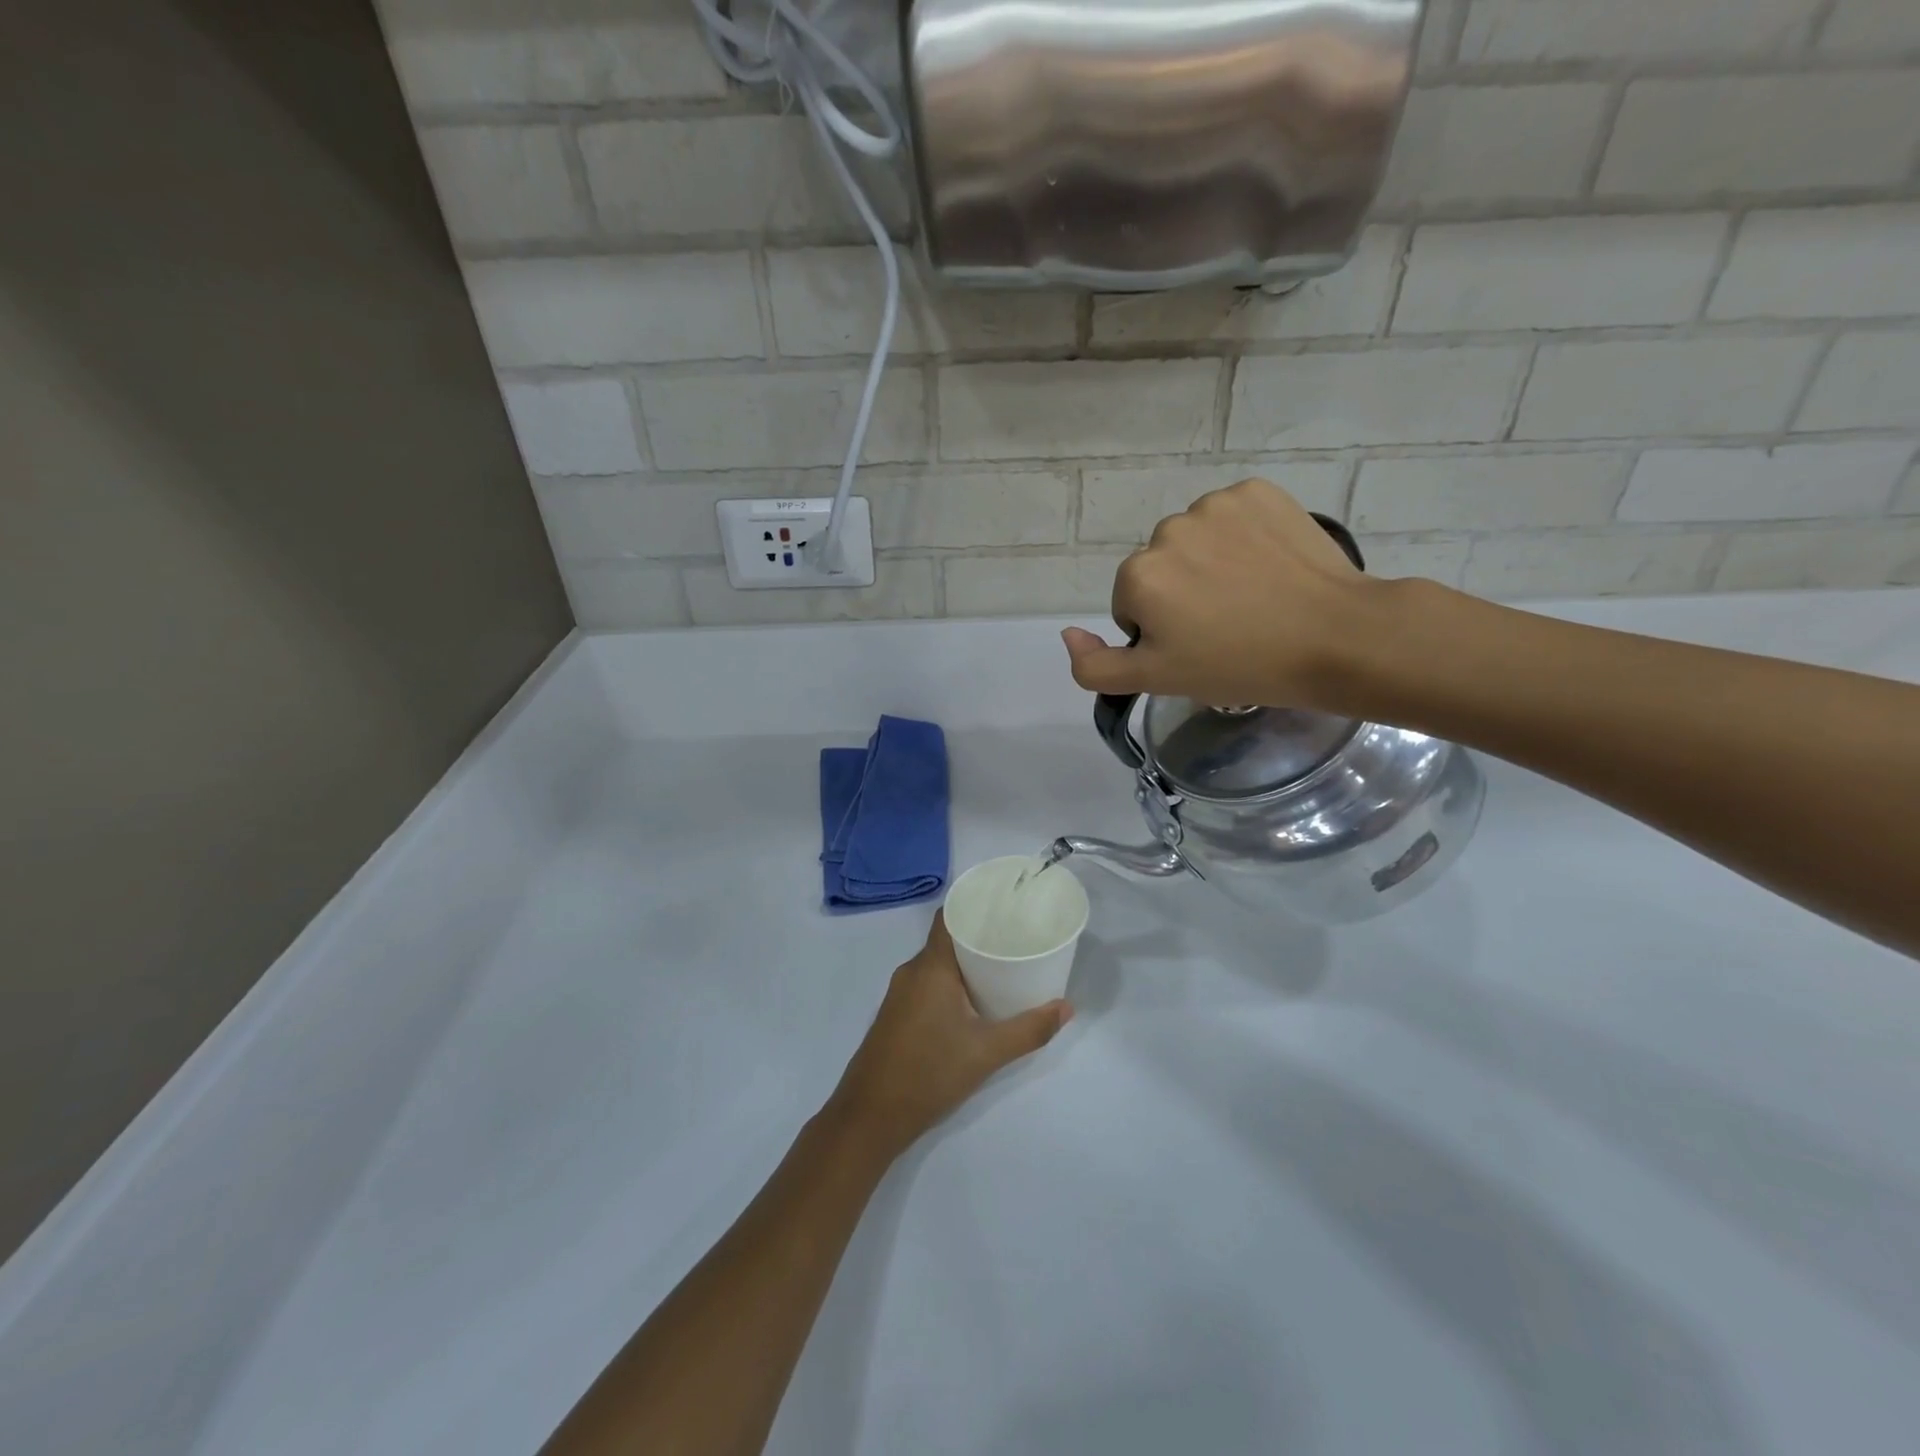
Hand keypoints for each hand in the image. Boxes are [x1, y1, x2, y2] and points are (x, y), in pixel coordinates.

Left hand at [829, 913, 1071, 1158]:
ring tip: (1002, 969)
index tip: (1005, 906)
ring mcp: (899, 994)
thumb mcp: (987, 1053)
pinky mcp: (896, 1015)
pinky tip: (973, 1002)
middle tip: (1016, 940)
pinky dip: (950, 984)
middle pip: (947, 940)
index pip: (949, 917)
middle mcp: (911, 971)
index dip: (974, 907)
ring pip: (937, 965)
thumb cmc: (929, 1073)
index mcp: (930, 967)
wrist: (870, 1117)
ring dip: (965, 964)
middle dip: (979, 938)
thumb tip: (1066, 1008)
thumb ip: (1029, 1030)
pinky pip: (927, 985)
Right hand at [1060, 478, 1378, 711]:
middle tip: (1226, 626)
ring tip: (1252, 596)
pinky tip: (1269, 565)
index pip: (1131, 605)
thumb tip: (1067, 634)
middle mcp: (1167, 530)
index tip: (1198, 647)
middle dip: (1181, 593)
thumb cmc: (1240, 666)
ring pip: (1195, 540)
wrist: (1334, 637)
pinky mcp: (1258, 491)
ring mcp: (1215, 505)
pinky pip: (1232, 515)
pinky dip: (1243, 536)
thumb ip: (1096, 666)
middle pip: (1161, 568)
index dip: (1161, 632)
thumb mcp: (1157, 681)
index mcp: (1138, 575)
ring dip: (1210, 563)